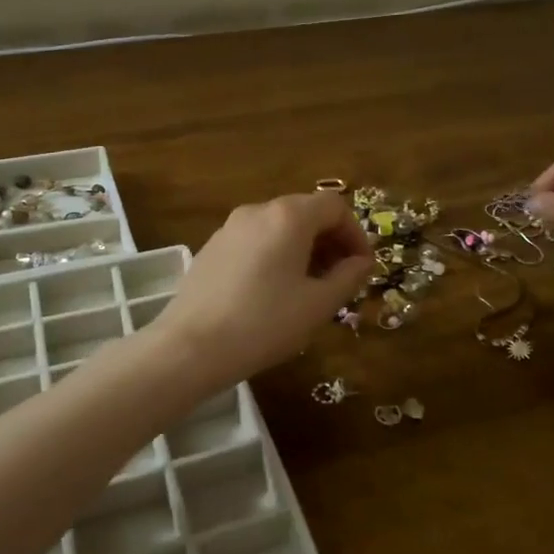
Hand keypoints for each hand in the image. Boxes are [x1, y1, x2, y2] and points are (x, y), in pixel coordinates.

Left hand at [154, 192, 373, 388]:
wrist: (191, 347)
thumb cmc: (264, 323)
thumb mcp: (318, 305)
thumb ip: (347, 277)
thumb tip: (361, 262)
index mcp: (288, 217)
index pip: (335, 207)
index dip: (356, 234)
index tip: (362, 267)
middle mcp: (258, 211)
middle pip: (306, 213)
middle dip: (331, 242)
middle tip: (341, 279)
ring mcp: (230, 228)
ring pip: (279, 228)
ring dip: (304, 250)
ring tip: (310, 289)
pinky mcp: (212, 248)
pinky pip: (255, 241)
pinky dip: (276, 255)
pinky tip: (273, 292)